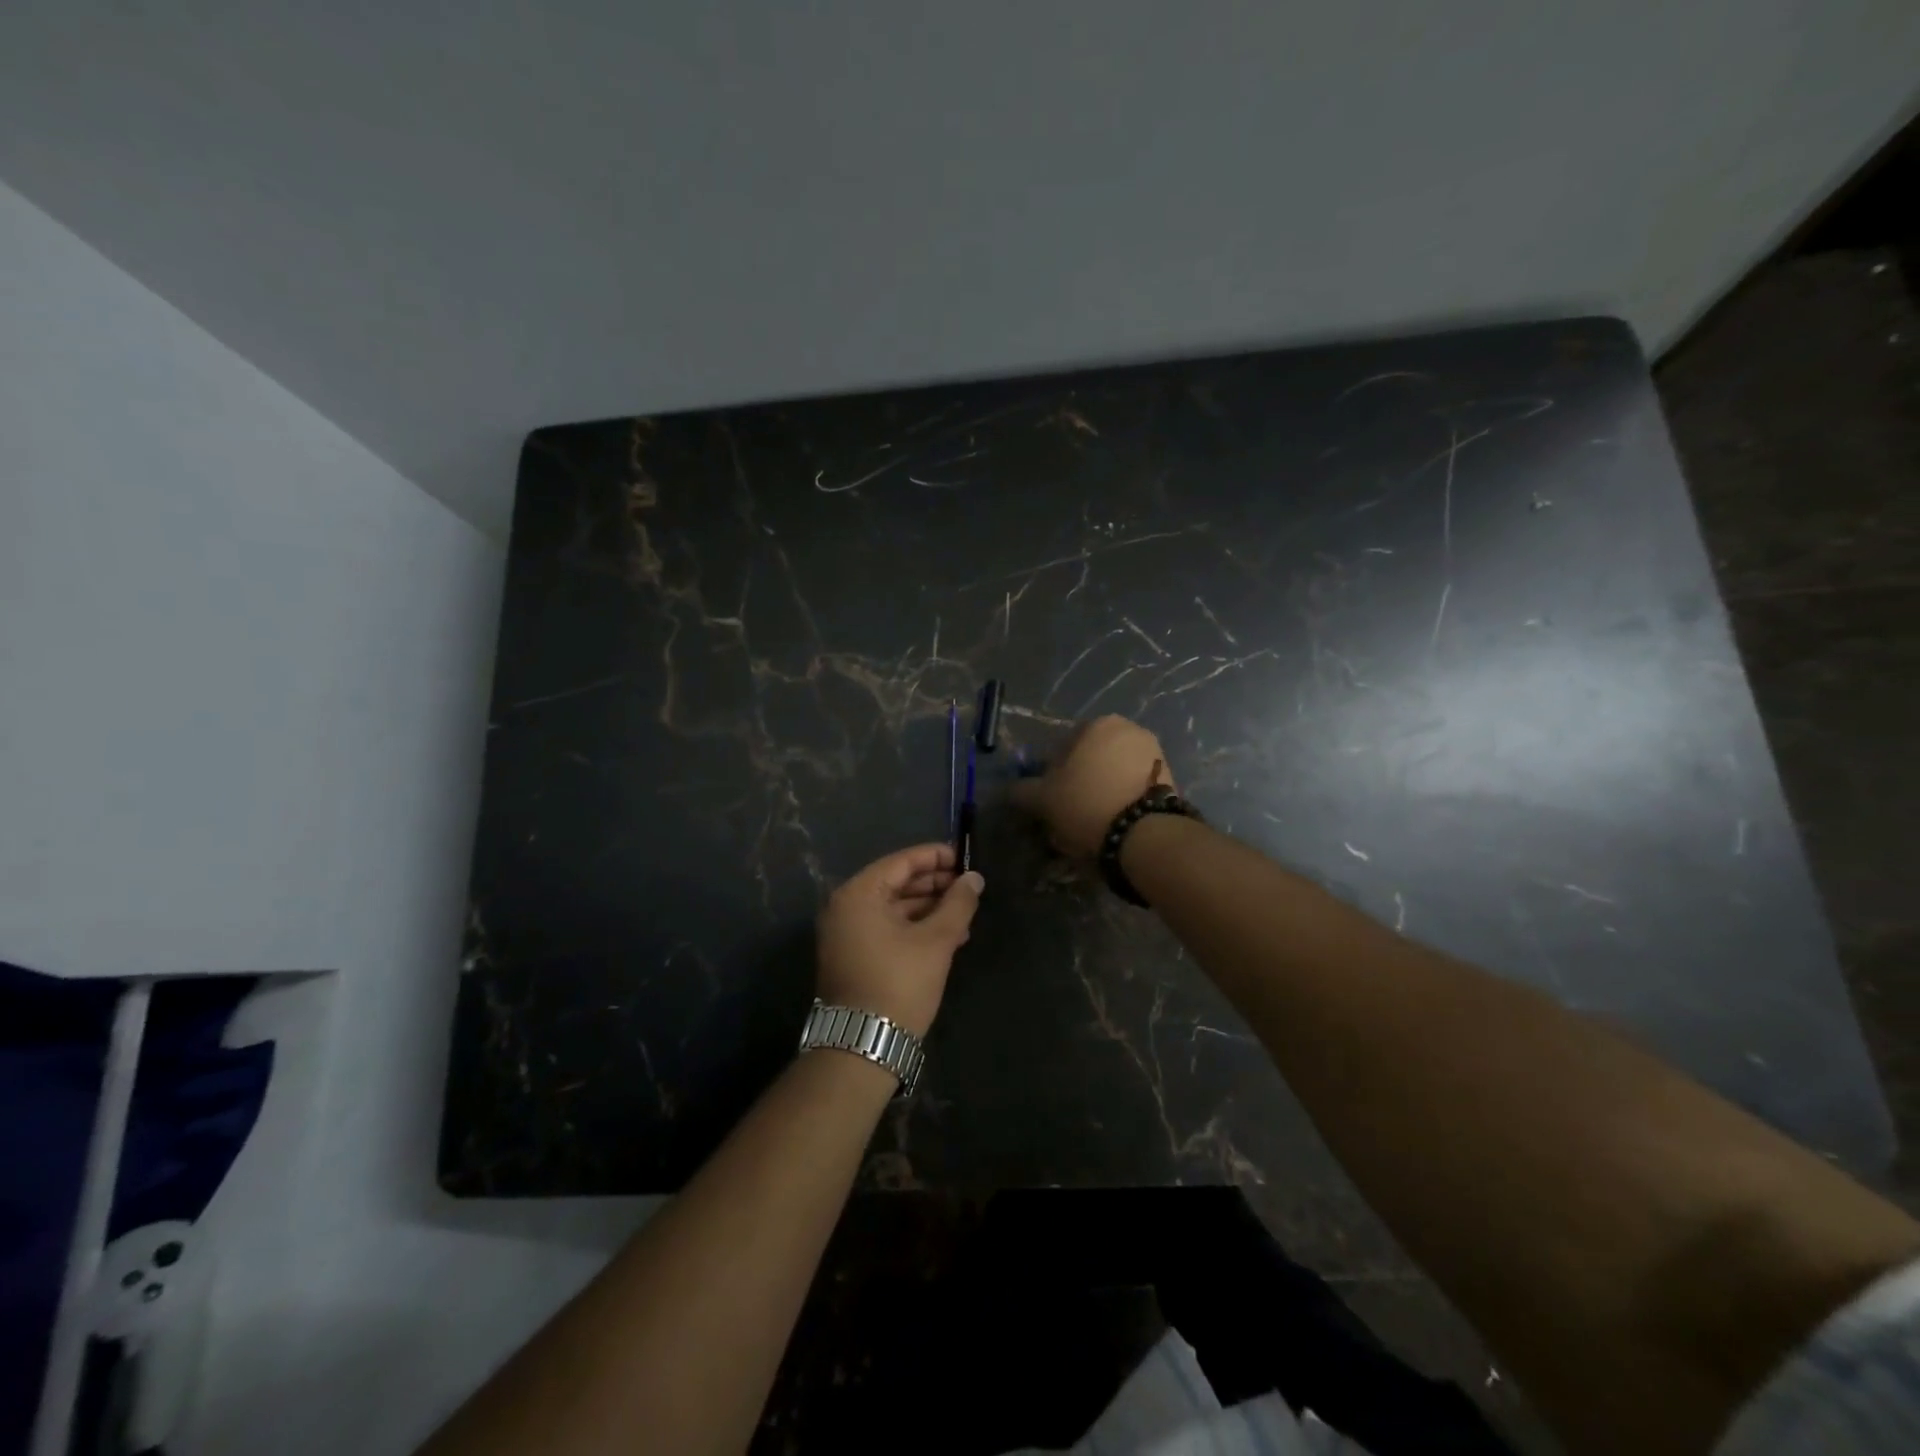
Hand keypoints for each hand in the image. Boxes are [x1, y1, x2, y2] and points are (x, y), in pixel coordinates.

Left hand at [815, 844, 984, 1035]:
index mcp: (859, 894)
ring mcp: (846, 934)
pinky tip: (947, 937)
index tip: (965, 858)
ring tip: (964, 914)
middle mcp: (845, 907)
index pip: (901, 862)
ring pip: (893, 908)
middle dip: (934, 885)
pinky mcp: (853, 957)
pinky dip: (914, 928)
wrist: (863, 1046)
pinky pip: (886, 929)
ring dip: (928, 909)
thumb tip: (974, 878)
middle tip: (968, 888)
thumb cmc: (899, 983)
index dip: (935, 857)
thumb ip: (958, 904)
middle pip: (896, 883)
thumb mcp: (936, 941)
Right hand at [1010, 715, 1174, 859]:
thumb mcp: (1043, 799)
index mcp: (1097, 724)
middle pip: (1091, 758)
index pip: (1062, 747)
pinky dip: (1123, 798)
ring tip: (1093, 821)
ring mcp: (1154, 752)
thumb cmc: (1086, 804)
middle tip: (1070, 812)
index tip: (1050, 800)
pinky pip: (1134, 785)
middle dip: (1079, 781)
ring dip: (1101, 790)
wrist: (1145, 834)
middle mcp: (1129, 729)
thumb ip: (1021, 790)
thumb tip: (1008, 790)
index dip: (1050, 775)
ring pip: (1114, 772)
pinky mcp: (1171, 777)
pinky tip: (1114, 822)